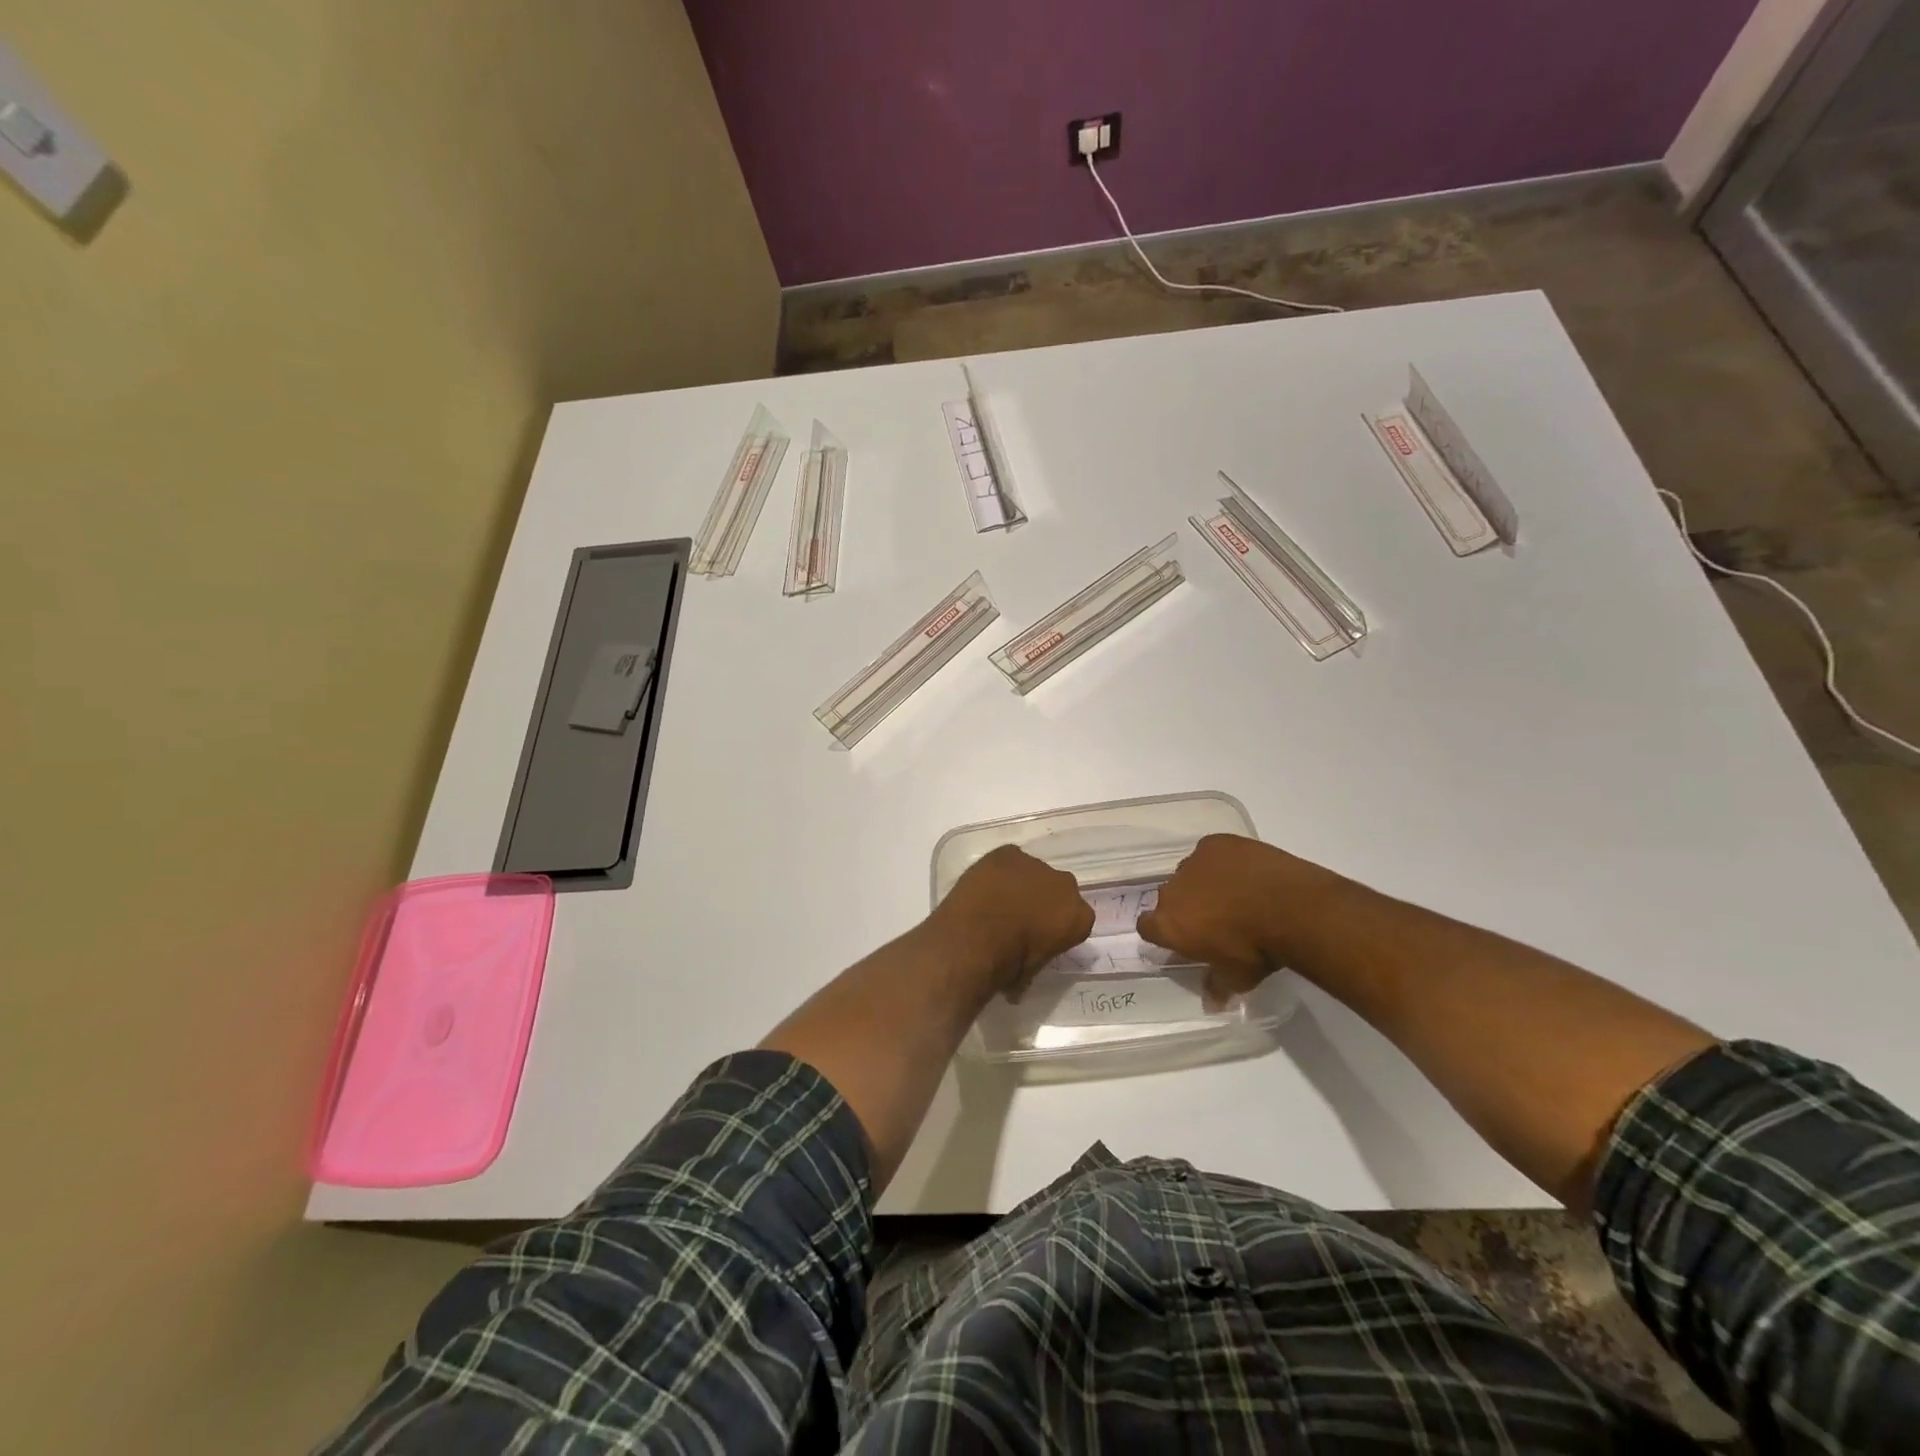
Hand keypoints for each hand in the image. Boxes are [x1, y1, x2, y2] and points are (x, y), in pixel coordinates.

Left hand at [930, 845, 1094, 996]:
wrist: (977, 935)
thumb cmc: (1009, 963)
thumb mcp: (1029, 975)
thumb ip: (1033, 965)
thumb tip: (1017, 986)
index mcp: (1079, 917)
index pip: (1077, 920)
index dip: (1058, 929)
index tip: (1041, 938)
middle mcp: (1065, 885)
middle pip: (1059, 891)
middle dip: (1045, 901)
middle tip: (1020, 919)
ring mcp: (1036, 864)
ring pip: (1033, 873)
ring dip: (1021, 884)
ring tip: (996, 902)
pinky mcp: (1008, 852)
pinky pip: (1008, 860)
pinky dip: (999, 871)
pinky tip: (984, 886)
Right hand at [1137, 834, 1324, 1006]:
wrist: (1290, 907)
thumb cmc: (1258, 950)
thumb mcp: (1238, 978)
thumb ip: (1217, 986)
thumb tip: (1211, 1003)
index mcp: (1169, 924)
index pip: (1147, 927)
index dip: (1163, 933)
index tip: (1183, 939)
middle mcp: (1172, 890)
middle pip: (1170, 898)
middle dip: (1186, 906)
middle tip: (1215, 919)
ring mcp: (1193, 862)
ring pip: (1190, 873)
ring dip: (1203, 883)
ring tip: (1235, 893)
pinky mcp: (1215, 843)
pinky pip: (1211, 853)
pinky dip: (1224, 862)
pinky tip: (1246, 872)